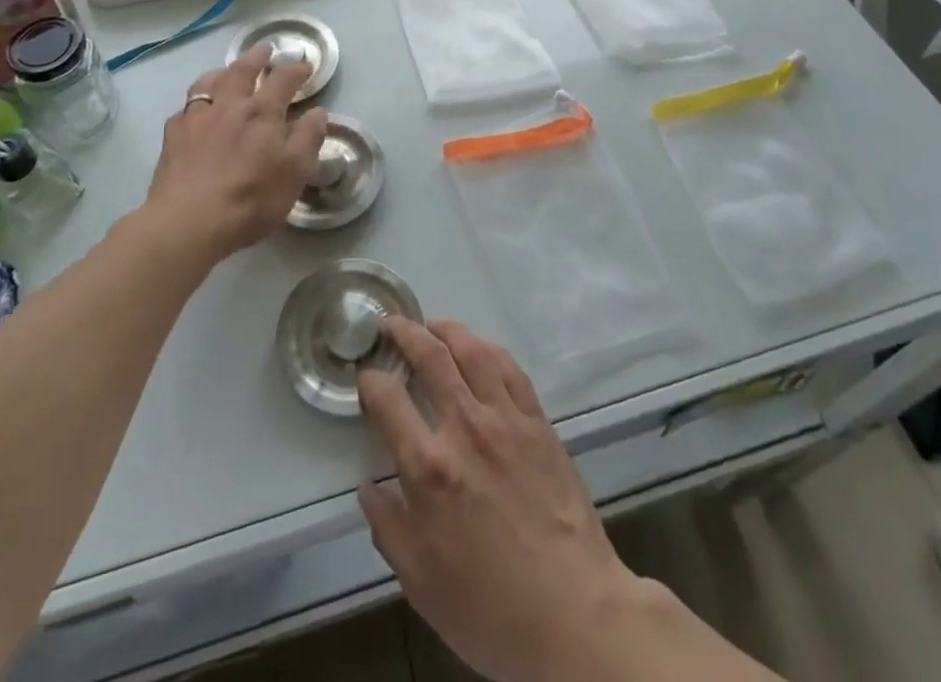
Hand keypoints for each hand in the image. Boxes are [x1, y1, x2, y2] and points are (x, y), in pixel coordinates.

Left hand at [144, 44, 327, 260]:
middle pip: (243, 70)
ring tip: (226, 73)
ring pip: (209, 82)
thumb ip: (308, 138)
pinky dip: (196, 104)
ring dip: (222, 72)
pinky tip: (196, 113)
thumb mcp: (295, 172)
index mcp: (262, 112)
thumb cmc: (250, 199)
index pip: (283, 79)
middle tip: (265, 49)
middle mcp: (229, 105)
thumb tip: (318, 112)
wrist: (189, 222)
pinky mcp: (173, 136)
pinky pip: (185, 109)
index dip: (296, 69)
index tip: (304, 65)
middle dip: (257, 57)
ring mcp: (197, 117)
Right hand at [357, 319, 643, 681]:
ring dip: (448, 329)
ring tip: (433, 325)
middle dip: (405, 333)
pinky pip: (510, 368)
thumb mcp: (420, 582)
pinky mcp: (538, 422)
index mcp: (430, 469)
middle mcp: (466, 429)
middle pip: (431, 357)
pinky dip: (488, 349)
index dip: (370, 381)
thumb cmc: (490, 608)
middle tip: (392, 325)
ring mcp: (506, 420)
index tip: (366, 378)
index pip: (388, 400)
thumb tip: (370, 487)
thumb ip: (388, 527)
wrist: (573, 615)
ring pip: (473, 351)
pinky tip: (479, 349)